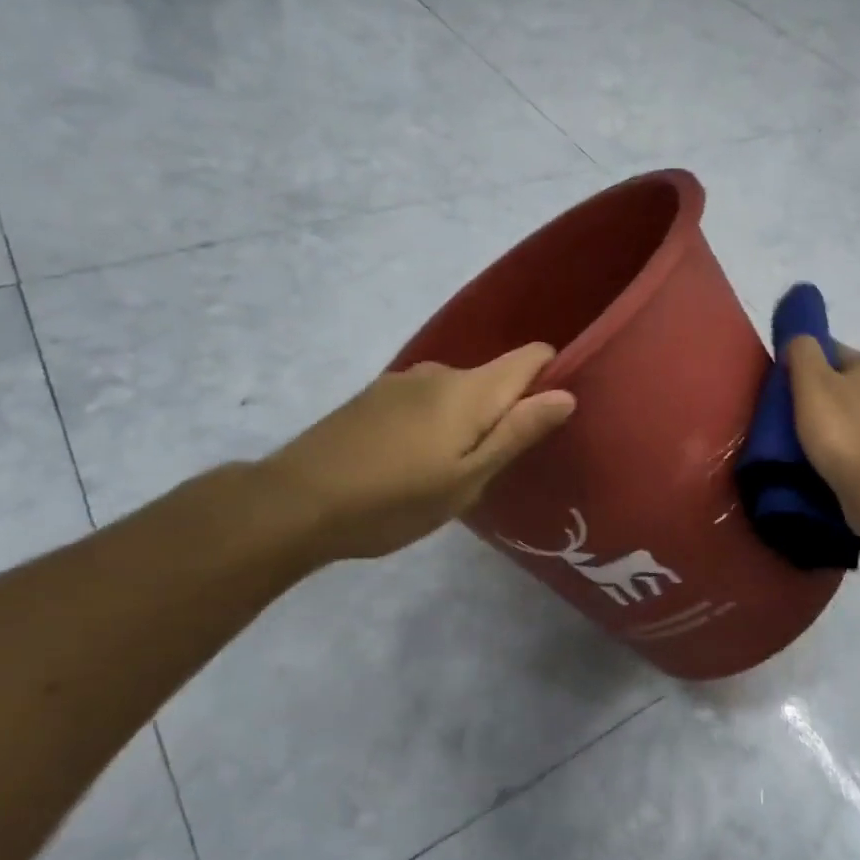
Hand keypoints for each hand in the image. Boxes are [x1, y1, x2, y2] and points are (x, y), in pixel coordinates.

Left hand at [263, 344, 575, 561]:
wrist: (293, 503)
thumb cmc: (394, 499)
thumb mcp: (467, 478)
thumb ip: (518, 432)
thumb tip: (566, 394)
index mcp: (471, 389)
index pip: (532, 355)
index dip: (553, 377)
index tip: (552, 419)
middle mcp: (440, 372)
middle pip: (495, 378)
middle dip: (507, 411)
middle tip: (497, 467)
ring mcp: (402, 382)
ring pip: (458, 393)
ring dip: (467, 421)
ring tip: (451, 471)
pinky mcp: (374, 397)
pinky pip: (426, 401)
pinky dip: (435, 423)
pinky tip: (412, 463)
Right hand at [786, 337, 859, 546]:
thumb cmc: (845, 434)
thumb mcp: (812, 384)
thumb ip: (803, 353)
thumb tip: (800, 340)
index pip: (835, 352)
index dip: (807, 363)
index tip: (785, 386)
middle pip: (849, 388)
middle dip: (824, 399)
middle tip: (792, 420)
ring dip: (840, 430)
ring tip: (811, 449)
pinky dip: (853, 456)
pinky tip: (836, 469)